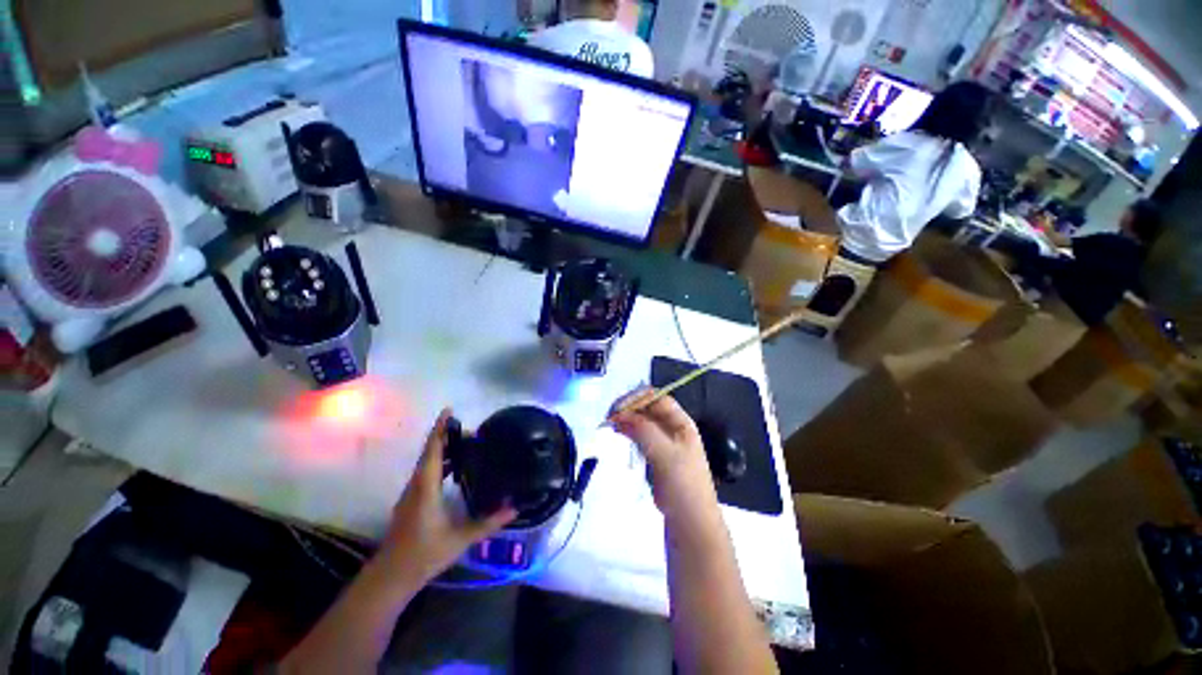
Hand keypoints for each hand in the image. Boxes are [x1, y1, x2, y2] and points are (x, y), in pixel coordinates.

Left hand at [376, 409, 516, 583]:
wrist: (391, 577)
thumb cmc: (424, 555)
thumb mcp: (460, 539)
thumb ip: (488, 523)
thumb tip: (514, 508)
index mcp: (426, 487)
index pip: (433, 451)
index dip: (440, 429)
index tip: (448, 411)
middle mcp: (416, 485)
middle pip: (429, 452)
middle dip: (446, 436)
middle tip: (471, 431)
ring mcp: (411, 493)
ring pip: (426, 463)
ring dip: (443, 450)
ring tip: (466, 445)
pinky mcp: (411, 501)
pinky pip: (425, 473)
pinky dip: (439, 463)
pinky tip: (453, 470)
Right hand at [611, 391, 713, 512]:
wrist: (690, 520)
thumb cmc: (682, 483)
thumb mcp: (664, 453)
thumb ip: (643, 430)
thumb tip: (619, 414)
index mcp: (681, 422)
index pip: (658, 398)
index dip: (638, 399)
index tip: (617, 407)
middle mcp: (673, 428)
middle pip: (649, 408)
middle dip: (630, 408)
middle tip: (609, 416)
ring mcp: (665, 442)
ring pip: (643, 422)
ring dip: (627, 419)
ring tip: (610, 424)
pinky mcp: (657, 455)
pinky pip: (641, 435)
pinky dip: (629, 431)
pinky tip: (618, 433)